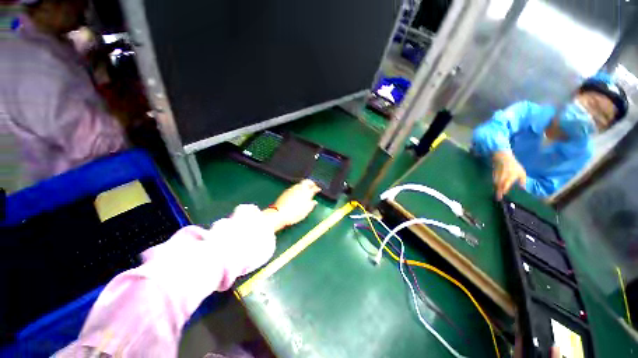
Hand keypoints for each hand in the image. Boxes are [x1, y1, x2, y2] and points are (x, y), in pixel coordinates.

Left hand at [263, 180, 320, 231]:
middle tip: (313, 186)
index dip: (317, 188)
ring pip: (300, 183)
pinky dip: (298, 188)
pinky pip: (295, 187)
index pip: (314, 188)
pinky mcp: (286, 191)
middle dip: (311, 182)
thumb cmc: (294, 214)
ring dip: (304, 185)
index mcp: (306, 193)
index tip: (318, 189)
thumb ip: (311, 205)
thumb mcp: (305, 212)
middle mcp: (299, 188)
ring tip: (306, 190)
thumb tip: (314, 202)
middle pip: (306, 181)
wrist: (279, 214)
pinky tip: (298, 193)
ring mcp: (292, 189)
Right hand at [493, 150, 526, 199]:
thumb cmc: (513, 165)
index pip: (505, 185)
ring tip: (496, 194)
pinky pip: (494, 182)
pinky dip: (495, 185)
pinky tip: (496, 188)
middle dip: (498, 192)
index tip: (503, 195)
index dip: (504, 190)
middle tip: (498, 198)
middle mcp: (502, 177)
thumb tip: (524, 188)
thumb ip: (522, 180)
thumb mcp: (521, 172)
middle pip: (498, 186)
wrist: (502, 158)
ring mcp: (497, 176)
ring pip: (495, 184)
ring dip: (496, 189)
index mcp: (509, 177)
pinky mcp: (494, 175)